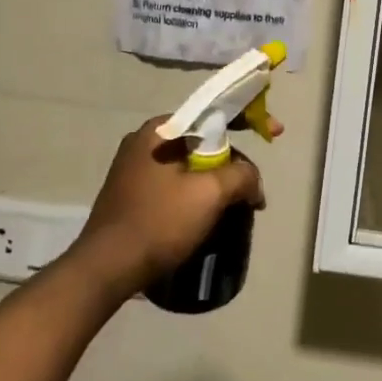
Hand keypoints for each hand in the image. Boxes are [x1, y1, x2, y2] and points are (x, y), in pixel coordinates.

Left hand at [70, 117, 270, 299]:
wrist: (106, 268)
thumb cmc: (158, 222)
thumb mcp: (209, 194)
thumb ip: (242, 176)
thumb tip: (253, 184)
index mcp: (160, 130)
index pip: (214, 112)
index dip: (250, 118)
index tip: (276, 132)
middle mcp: (144, 141)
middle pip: (204, 140)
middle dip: (234, 161)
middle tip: (252, 189)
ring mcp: (134, 168)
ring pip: (191, 164)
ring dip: (217, 181)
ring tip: (236, 205)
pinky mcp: (131, 193)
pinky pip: (175, 182)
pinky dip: (197, 193)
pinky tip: (208, 215)